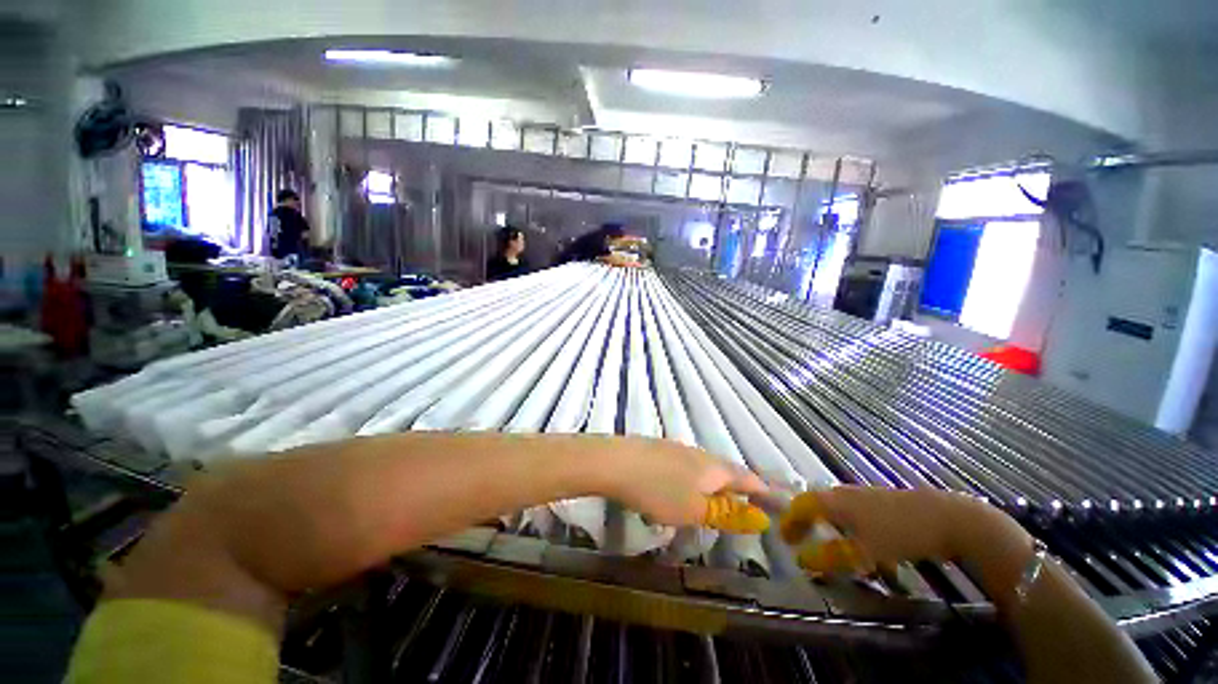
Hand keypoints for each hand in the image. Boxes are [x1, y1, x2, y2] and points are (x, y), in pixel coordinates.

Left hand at [598, 437, 768, 528]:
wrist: (615, 462)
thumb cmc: (659, 490)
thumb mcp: (695, 510)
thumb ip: (726, 514)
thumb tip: (758, 518)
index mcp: (713, 467)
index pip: (745, 477)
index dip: (760, 489)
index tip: (773, 501)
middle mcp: (697, 453)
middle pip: (724, 470)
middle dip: (735, 487)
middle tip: (743, 505)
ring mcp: (675, 448)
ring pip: (701, 467)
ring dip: (711, 484)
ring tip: (711, 501)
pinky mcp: (657, 450)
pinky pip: (683, 466)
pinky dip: (689, 480)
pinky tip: (677, 490)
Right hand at [780, 486, 1026, 571]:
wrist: (948, 518)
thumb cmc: (900, 533)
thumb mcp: (864, 552)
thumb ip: (832, 558)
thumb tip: (802, 561)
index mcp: (836, 501)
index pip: (802, 505)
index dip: (790, 522)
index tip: (785, 540)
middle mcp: (846, 494)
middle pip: (818, 504)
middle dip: (808, 523)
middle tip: (802, 541)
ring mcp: (867, 496)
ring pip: (838, 510)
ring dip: (829, 527)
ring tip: (832, 548)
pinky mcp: (884, 502)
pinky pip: (857, 514)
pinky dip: (851, 529)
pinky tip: (868, 548)